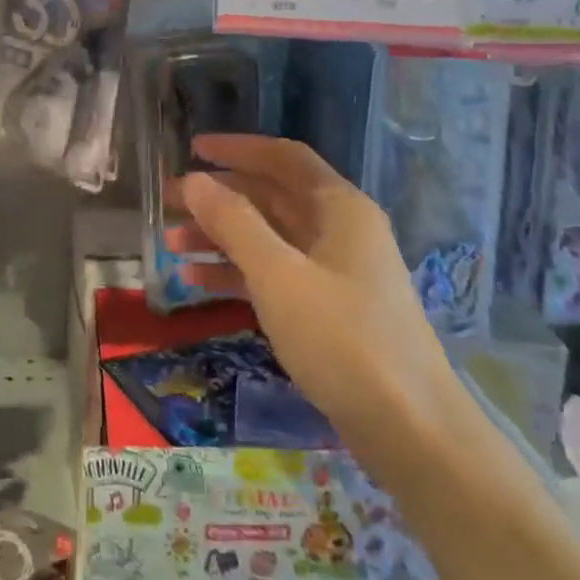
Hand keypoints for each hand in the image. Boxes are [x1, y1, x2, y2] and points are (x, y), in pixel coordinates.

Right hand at [180, 135, 456, 442]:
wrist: (411, 430)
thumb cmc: (343, 340)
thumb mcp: (279, 275)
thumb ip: (234, 223)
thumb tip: (194, 180)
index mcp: (339, 207)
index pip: (283, 158)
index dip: (236, 149)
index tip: (191, 149)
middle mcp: (339, 229)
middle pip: (271, 197)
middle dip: (218, 197)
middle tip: (167, 202)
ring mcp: (335, 271)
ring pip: (268, 237)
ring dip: (220, 237)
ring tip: (170, 245)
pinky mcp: (328, 309)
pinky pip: (274, 274)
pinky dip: (237, 273)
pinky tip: (196, 283)